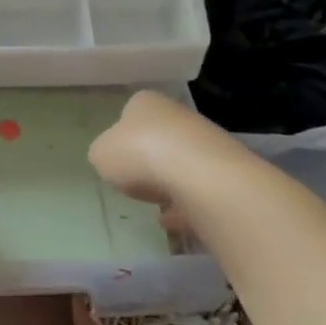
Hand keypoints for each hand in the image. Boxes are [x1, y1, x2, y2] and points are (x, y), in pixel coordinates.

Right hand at [88, 89, 229, 228]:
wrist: (199, 176)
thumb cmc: (139, 154)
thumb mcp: (100, 154)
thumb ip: (104, 154)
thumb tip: (113, 159)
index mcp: (145, 103)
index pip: (130, 112)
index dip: (122, 137)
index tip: (117, 160)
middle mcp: (178, 115)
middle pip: (159, 138)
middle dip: (149, 161)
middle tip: (136, 183)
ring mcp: (206, 142)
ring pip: (182, 163)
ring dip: (170, 184)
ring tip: (156, 208)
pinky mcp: (225, 172)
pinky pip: (198, 190)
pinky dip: (187, 204)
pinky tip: (175, 221)